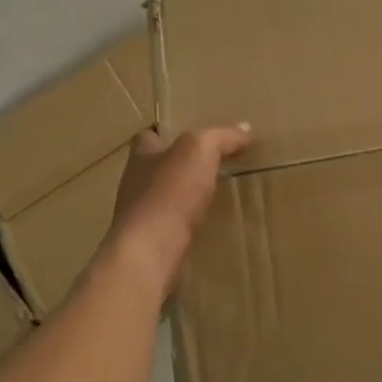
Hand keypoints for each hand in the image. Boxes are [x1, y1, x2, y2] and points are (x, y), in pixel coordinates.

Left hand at [104, 124, 252, 300]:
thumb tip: (245, 128)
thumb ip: (222, 137)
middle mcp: (136, 182)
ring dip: (186, 194)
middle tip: (214, 159)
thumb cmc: (170, 191)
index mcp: (141, 154)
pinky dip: (189, 221)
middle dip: (181, 163)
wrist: (151, 253)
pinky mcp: (151, 242)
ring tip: (218, 190)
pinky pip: (173, 225)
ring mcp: (141, 215)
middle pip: (158, 165)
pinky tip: (210, 222)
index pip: (149, 135)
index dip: (167, 131)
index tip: (191, 131)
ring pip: (166, 196)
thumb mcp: (200, 150)